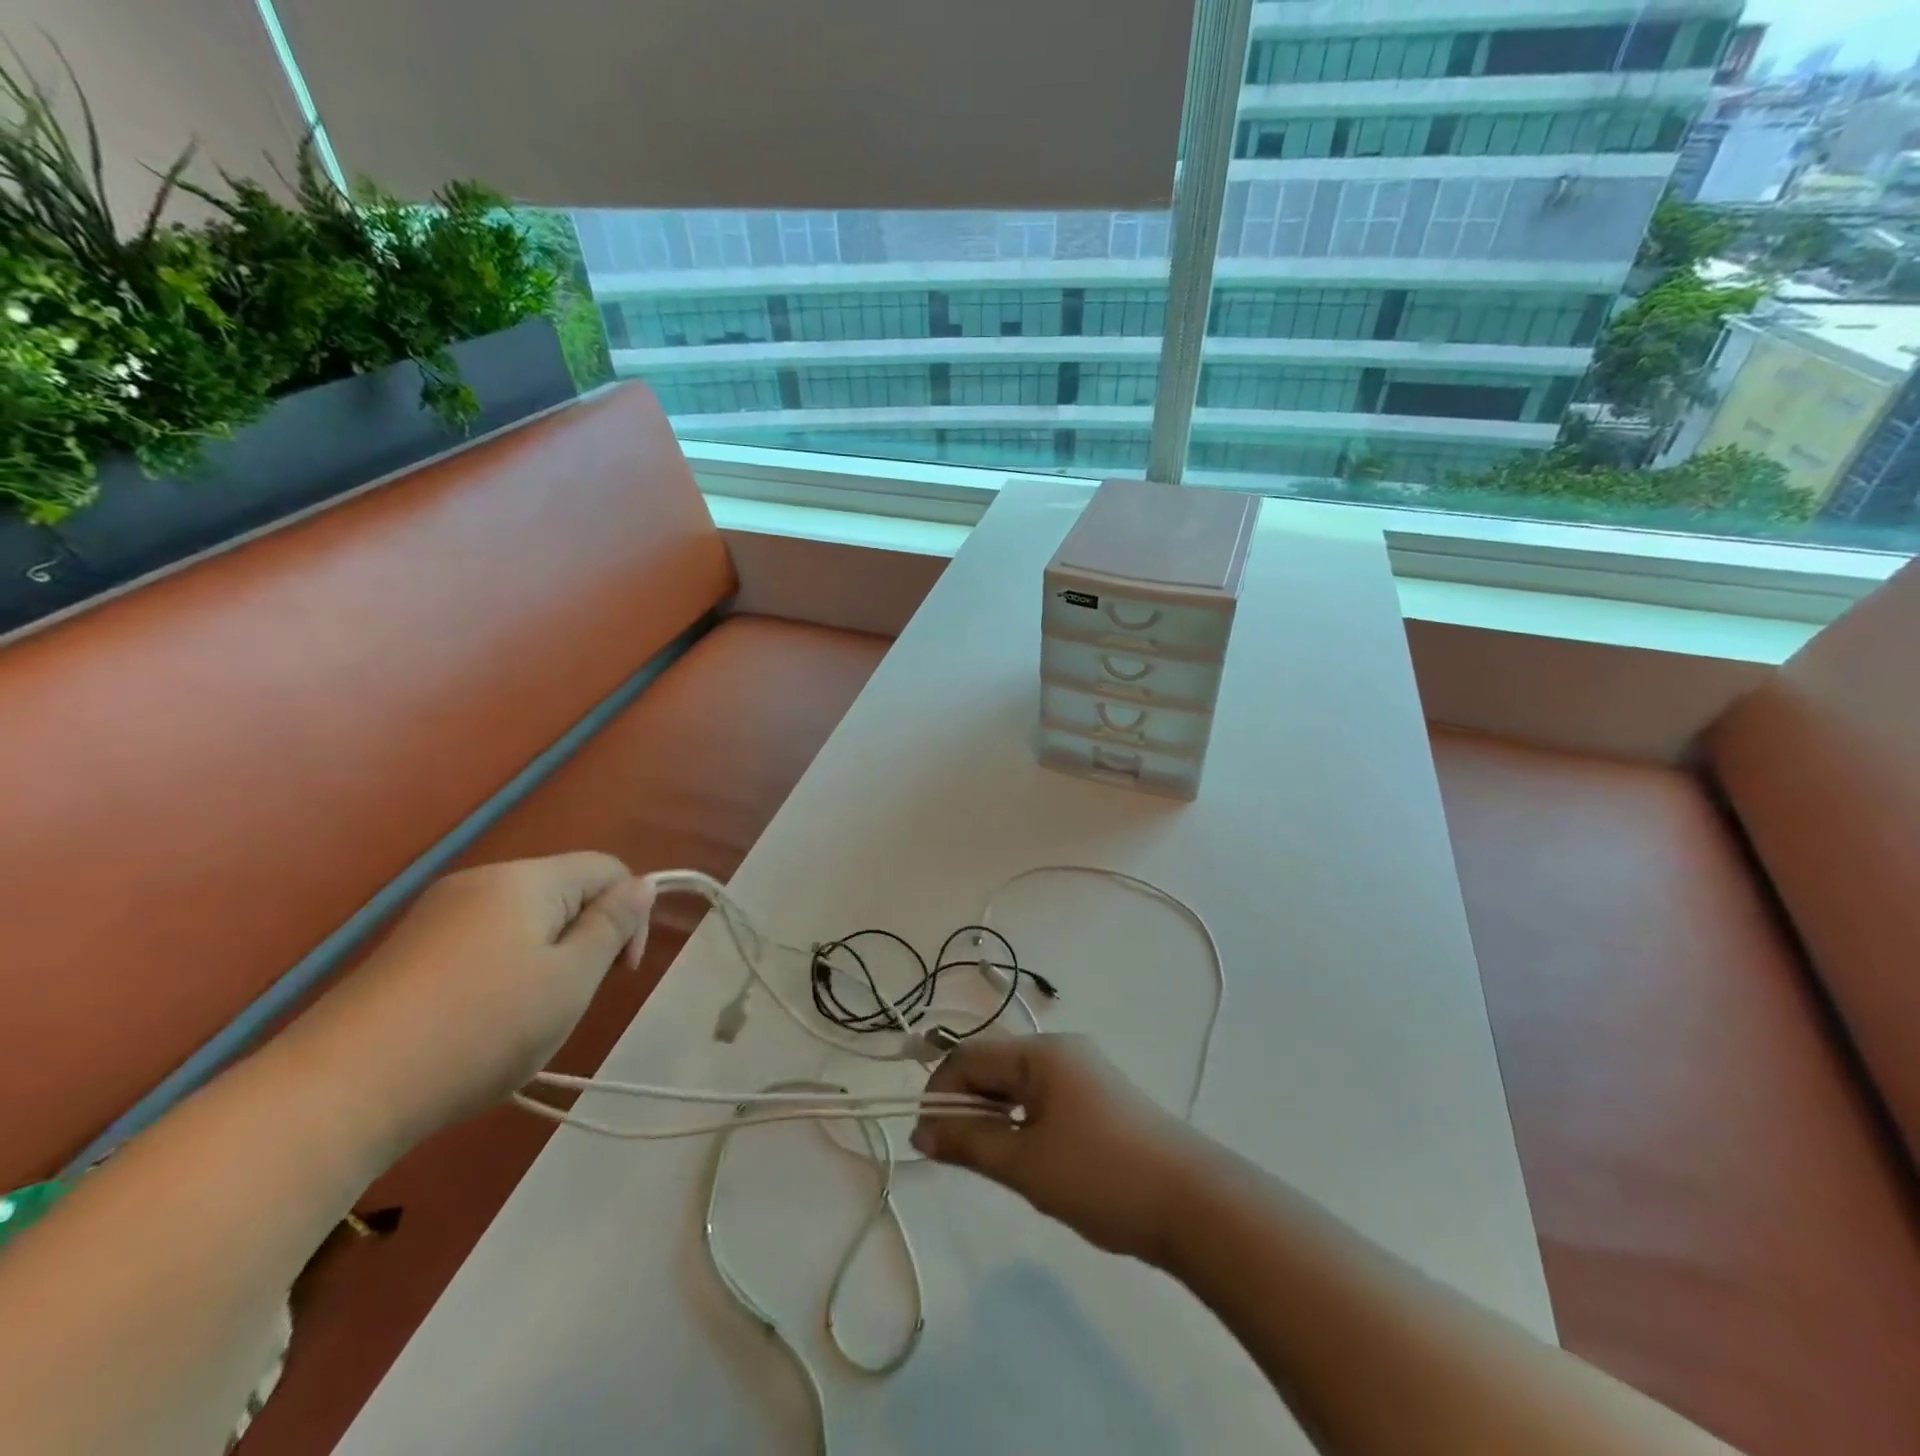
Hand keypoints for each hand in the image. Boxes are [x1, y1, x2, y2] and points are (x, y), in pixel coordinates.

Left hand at [281, 854, 654, 1154]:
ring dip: (545, 960)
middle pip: (563, 892)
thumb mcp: (570, 979)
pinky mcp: (406, 952)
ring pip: (523, 922)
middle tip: (571, 1002)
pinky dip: (503, 973)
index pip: (606, 868)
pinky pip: (482, 944)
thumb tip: (642, 883)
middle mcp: (480, 882)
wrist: (337, 1093)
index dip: (632, 912)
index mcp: (526, 880)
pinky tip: (481, 1024)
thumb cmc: (480, 1029)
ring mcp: (436, 916)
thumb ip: (612, 925)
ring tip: (527, 1019)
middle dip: (584, 939)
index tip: (621, 974)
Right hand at [912, 1033, 1202, 1262]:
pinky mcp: (1100, 1096)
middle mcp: (1061, 1049)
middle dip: (967, 1105)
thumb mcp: (1025, 1163)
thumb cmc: (1100, 1176)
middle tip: (960, 1157)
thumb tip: (921, 1132)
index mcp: (1041, 1053)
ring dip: (995, 1115)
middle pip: (994, 1065)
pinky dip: (1024, 1121)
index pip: (969, 1056)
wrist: (1192, 1202)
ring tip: (995, 1162)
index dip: (939, 1093)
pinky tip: (1031, 1158)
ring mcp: (1084, 1071)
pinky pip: (1044, 1097)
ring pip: (1019, 1084)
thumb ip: (969, 1142)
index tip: (927, 1141)